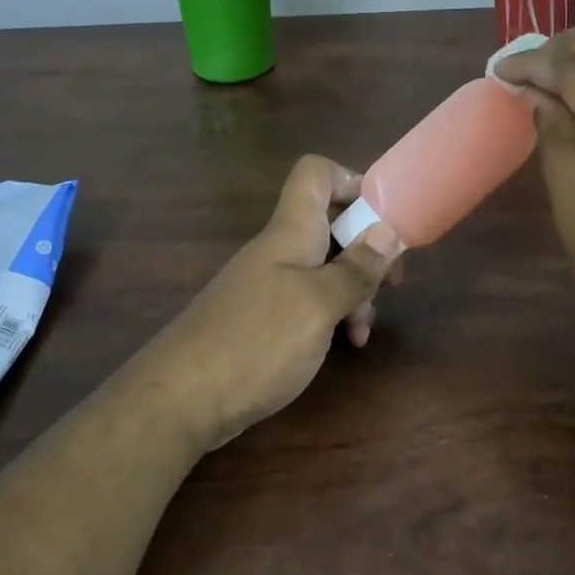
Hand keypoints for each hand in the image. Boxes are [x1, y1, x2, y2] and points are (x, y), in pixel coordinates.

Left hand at [140, 155, 403, 452]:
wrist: (181, 400)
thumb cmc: (256, 343)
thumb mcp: (318, 306)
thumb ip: (355, 269)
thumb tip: (388, 231)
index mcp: (291, 232)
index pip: (316, 174)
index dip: (352, 181)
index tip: (383, 217)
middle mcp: (280, 250)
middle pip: (330, 222)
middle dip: (367, 248)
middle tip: (393, 282)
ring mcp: (270, 284)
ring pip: (324, 266)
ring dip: (354, 289)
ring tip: (364, 328)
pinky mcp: (264, 318)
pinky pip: (309, 300)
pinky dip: (332, 314)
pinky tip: (347, 344)